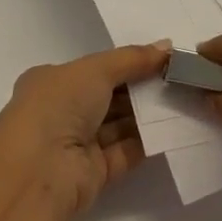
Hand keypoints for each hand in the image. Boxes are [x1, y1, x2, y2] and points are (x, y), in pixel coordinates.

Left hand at [0, 41, 170, 217]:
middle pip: (109, 96)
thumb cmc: (58, 106)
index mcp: (52, 82)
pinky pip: (125, 151)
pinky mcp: (94, 174)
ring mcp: (77, 145)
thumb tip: (167, 47)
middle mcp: (61, 113)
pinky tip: (174, 126)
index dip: (126, 63)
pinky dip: (147, 140)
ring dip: (148, 114)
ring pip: (119, 124)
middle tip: (178, 77)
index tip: (160, 59)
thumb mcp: (96, 69)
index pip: (94, 69)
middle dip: (141, 88)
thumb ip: (133, 59)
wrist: (38, 172)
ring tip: (183, 98)